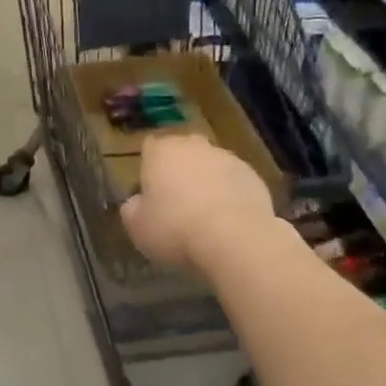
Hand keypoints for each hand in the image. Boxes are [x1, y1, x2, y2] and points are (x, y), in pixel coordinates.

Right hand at [120, 133, 274, 273]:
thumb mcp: (137, 227)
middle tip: (176, 203)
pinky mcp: (253, 176)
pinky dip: (230, 195)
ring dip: (206, 182)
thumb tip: (137, 203)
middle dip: (179, 171)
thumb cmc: (175, 229)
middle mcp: (194, 146)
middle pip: (182, 152)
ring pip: (210, 166)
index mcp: (161, 151)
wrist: (235, 239)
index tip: (150, 192)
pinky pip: (234, 182)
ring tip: (205, 216)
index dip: (148, 168)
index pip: (149, 147)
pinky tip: (228, 221)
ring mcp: (227, 158)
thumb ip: (132, 209)